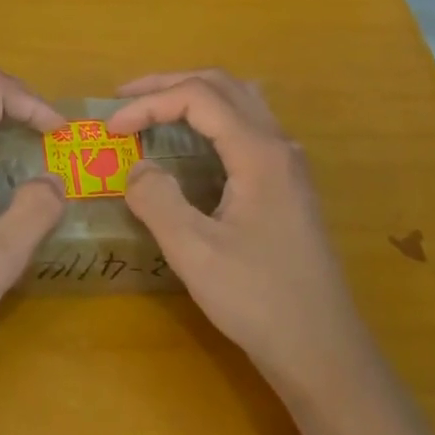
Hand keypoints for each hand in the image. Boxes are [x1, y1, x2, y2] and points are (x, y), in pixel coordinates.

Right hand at [107, 70, 373, 395]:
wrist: (322, 350)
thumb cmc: (258, 300)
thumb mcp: (195, 252)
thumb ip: (157, 200)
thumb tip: (136, 168)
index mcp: (259, 153)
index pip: (198, 98)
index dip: (150, 104)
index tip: (112, 128)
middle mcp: (279, 146)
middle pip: (223, 86)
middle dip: (170, 84)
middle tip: (126, 99)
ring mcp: (289, 166)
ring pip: (241, 102)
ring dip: (195, 96)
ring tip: (155, 110)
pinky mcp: (288, 186)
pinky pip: (249, 128)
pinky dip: (213, 120)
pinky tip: (193, 145)